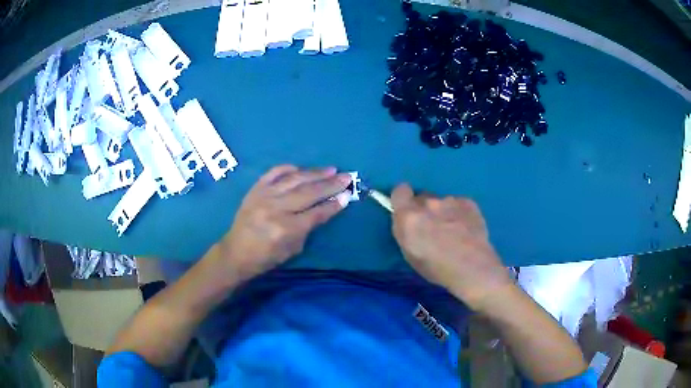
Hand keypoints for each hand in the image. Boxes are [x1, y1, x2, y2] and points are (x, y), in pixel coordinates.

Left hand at [210, 165, 351, 280]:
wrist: (236, 252)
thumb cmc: (266, 257)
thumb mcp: (293, 249)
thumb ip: (309, 227)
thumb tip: (325, 207)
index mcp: (286, 229)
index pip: (316, 213)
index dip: (334, 204)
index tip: (348, 195)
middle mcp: (276, 209)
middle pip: (309, 193)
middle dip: (330, 184)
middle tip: (347, 177)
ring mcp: (264, 196)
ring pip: (294, 180)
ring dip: (315, 173)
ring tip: (331, 169)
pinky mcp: (255, 189)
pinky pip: (274, 173)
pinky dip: (288, 168)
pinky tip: (301, 168)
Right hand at [390, 183, 512, 310]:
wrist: (472, 267)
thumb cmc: (437, 268)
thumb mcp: (410, 254)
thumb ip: (405, 231)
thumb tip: (408, 221)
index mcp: (409, 216)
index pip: (400, 191)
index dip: (402, 199)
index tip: (407, 210)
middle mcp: (428, 203)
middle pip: (422, 198)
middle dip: (424, 210)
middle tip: (432, 228)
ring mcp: (450, 200)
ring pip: (441, 202)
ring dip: (443, 213)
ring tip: (454, 232)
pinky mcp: (468, 202)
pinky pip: (458, 205)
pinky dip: (459, 214)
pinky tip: (466, 229)